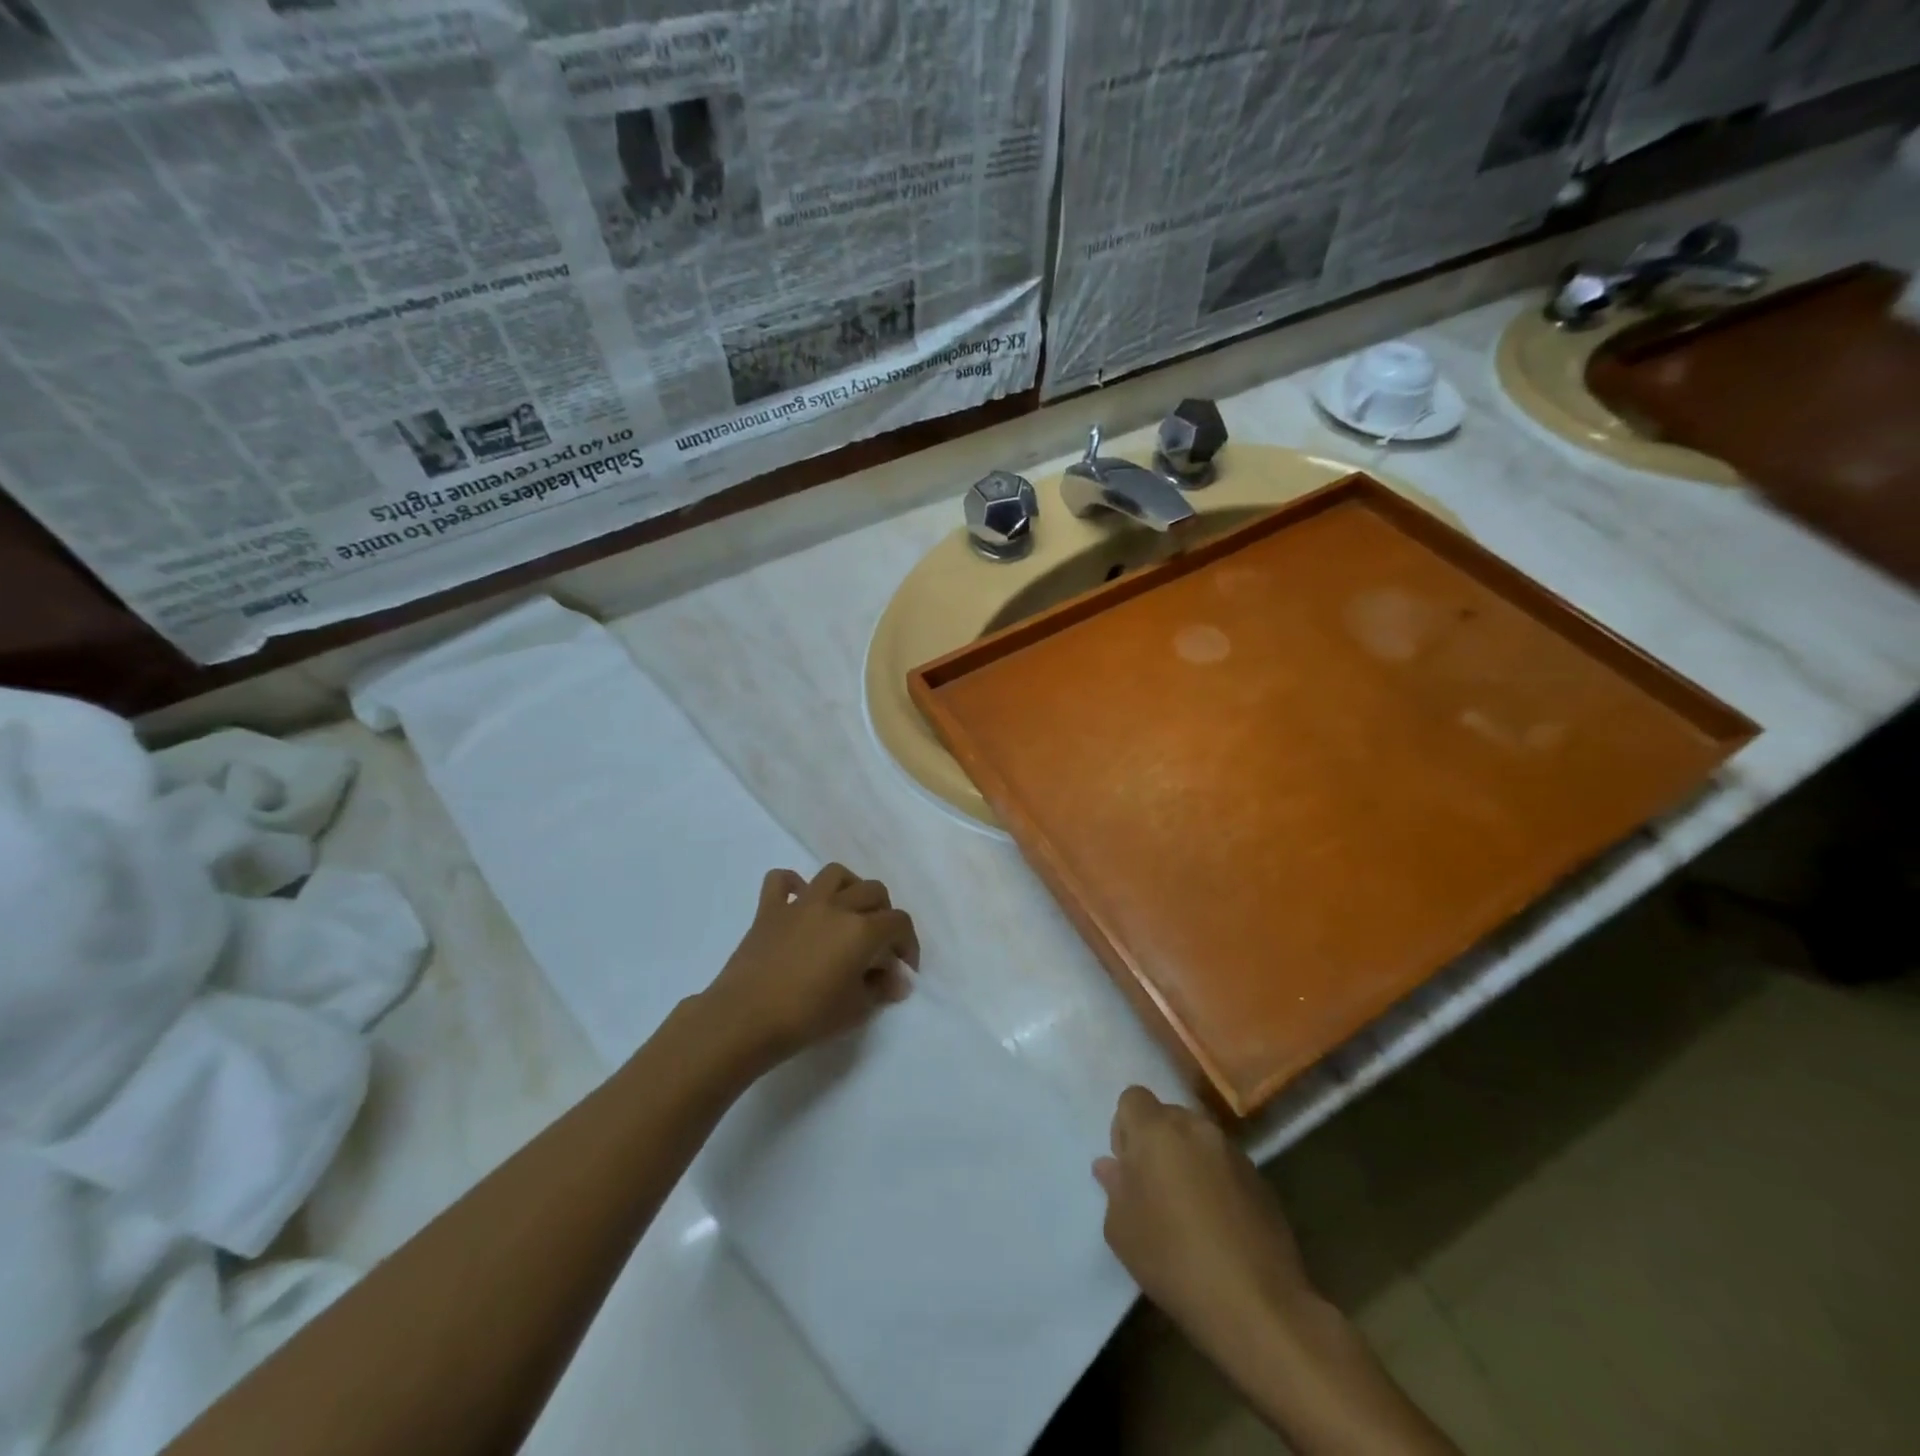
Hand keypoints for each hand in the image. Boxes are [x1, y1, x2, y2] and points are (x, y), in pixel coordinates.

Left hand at [703, 863, 920, 1067]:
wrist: (745, 1019)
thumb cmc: (807, 1017)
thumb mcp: (856, 1009)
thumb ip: (881, 989)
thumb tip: (896, 980)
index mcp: (862, 930)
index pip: (899, 923)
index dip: (908, 944)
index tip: (903, 969)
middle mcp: (836, 906)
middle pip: (873, 891)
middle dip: (884, 914)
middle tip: (878, 944)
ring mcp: (800, 903)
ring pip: (835, 874)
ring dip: (849, 888)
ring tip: (847, 912)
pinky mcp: (769, 909)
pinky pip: (782, 880)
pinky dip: (794, 885)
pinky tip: (799, 902)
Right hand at [1095, 1086, 1315, 1355]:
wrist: (1256, 1304)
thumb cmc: (1173, 1260)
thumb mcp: (1122, 1230)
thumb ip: (1114, 1187)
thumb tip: (1113, 1166)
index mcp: (1156, 1131)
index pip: (1132, 1098)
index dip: (1126, 1128)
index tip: (1129, 1168)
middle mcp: (1195, 1128)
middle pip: (1168, 1116)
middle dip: (1157, 1142)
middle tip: (1155, 1189)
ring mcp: (1232, 1151)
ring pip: (1199, 1140)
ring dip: (1189, 1160)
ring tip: (1189, 1209)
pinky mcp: (1260, 1178)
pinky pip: (1225, 1165)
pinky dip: (1217, 1181)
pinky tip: (1219, 1225)